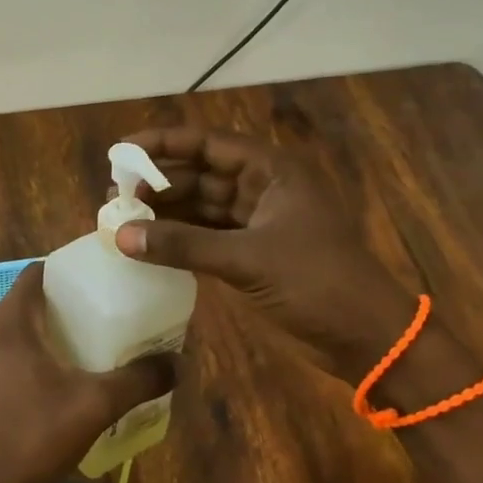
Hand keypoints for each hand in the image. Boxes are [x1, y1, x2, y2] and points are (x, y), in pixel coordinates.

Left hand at [0, 262, 175, 482]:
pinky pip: (7, 347)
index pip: (36, 274)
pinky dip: (33, 348)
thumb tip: (179, 362)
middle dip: (65, 302)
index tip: (102, 277)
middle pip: (28, 299)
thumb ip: (138, 379)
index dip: (69, 270)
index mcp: (7, 324)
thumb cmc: (35, 438)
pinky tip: (63, 370)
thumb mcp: (95, 405)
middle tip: (106, 310)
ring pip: (18, 325)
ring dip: (50, 327)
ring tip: (91, 338)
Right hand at [110, 126, 422, 374]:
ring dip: (165, 213)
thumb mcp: (247, 259)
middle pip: (200, 174)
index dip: (163, 144)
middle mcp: (263, 188)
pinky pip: (206, 236)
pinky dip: (179, 239)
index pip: (208, 144)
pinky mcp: (252, 253)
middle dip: (158, 183)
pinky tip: (148, 245)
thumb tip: (121, 236)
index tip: (120, 152)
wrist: (367, 339)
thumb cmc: (317, 283)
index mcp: (272, 171)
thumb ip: (183, 245)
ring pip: (201, 206)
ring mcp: (258, 222)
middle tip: (115, 197)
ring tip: (123, 221)